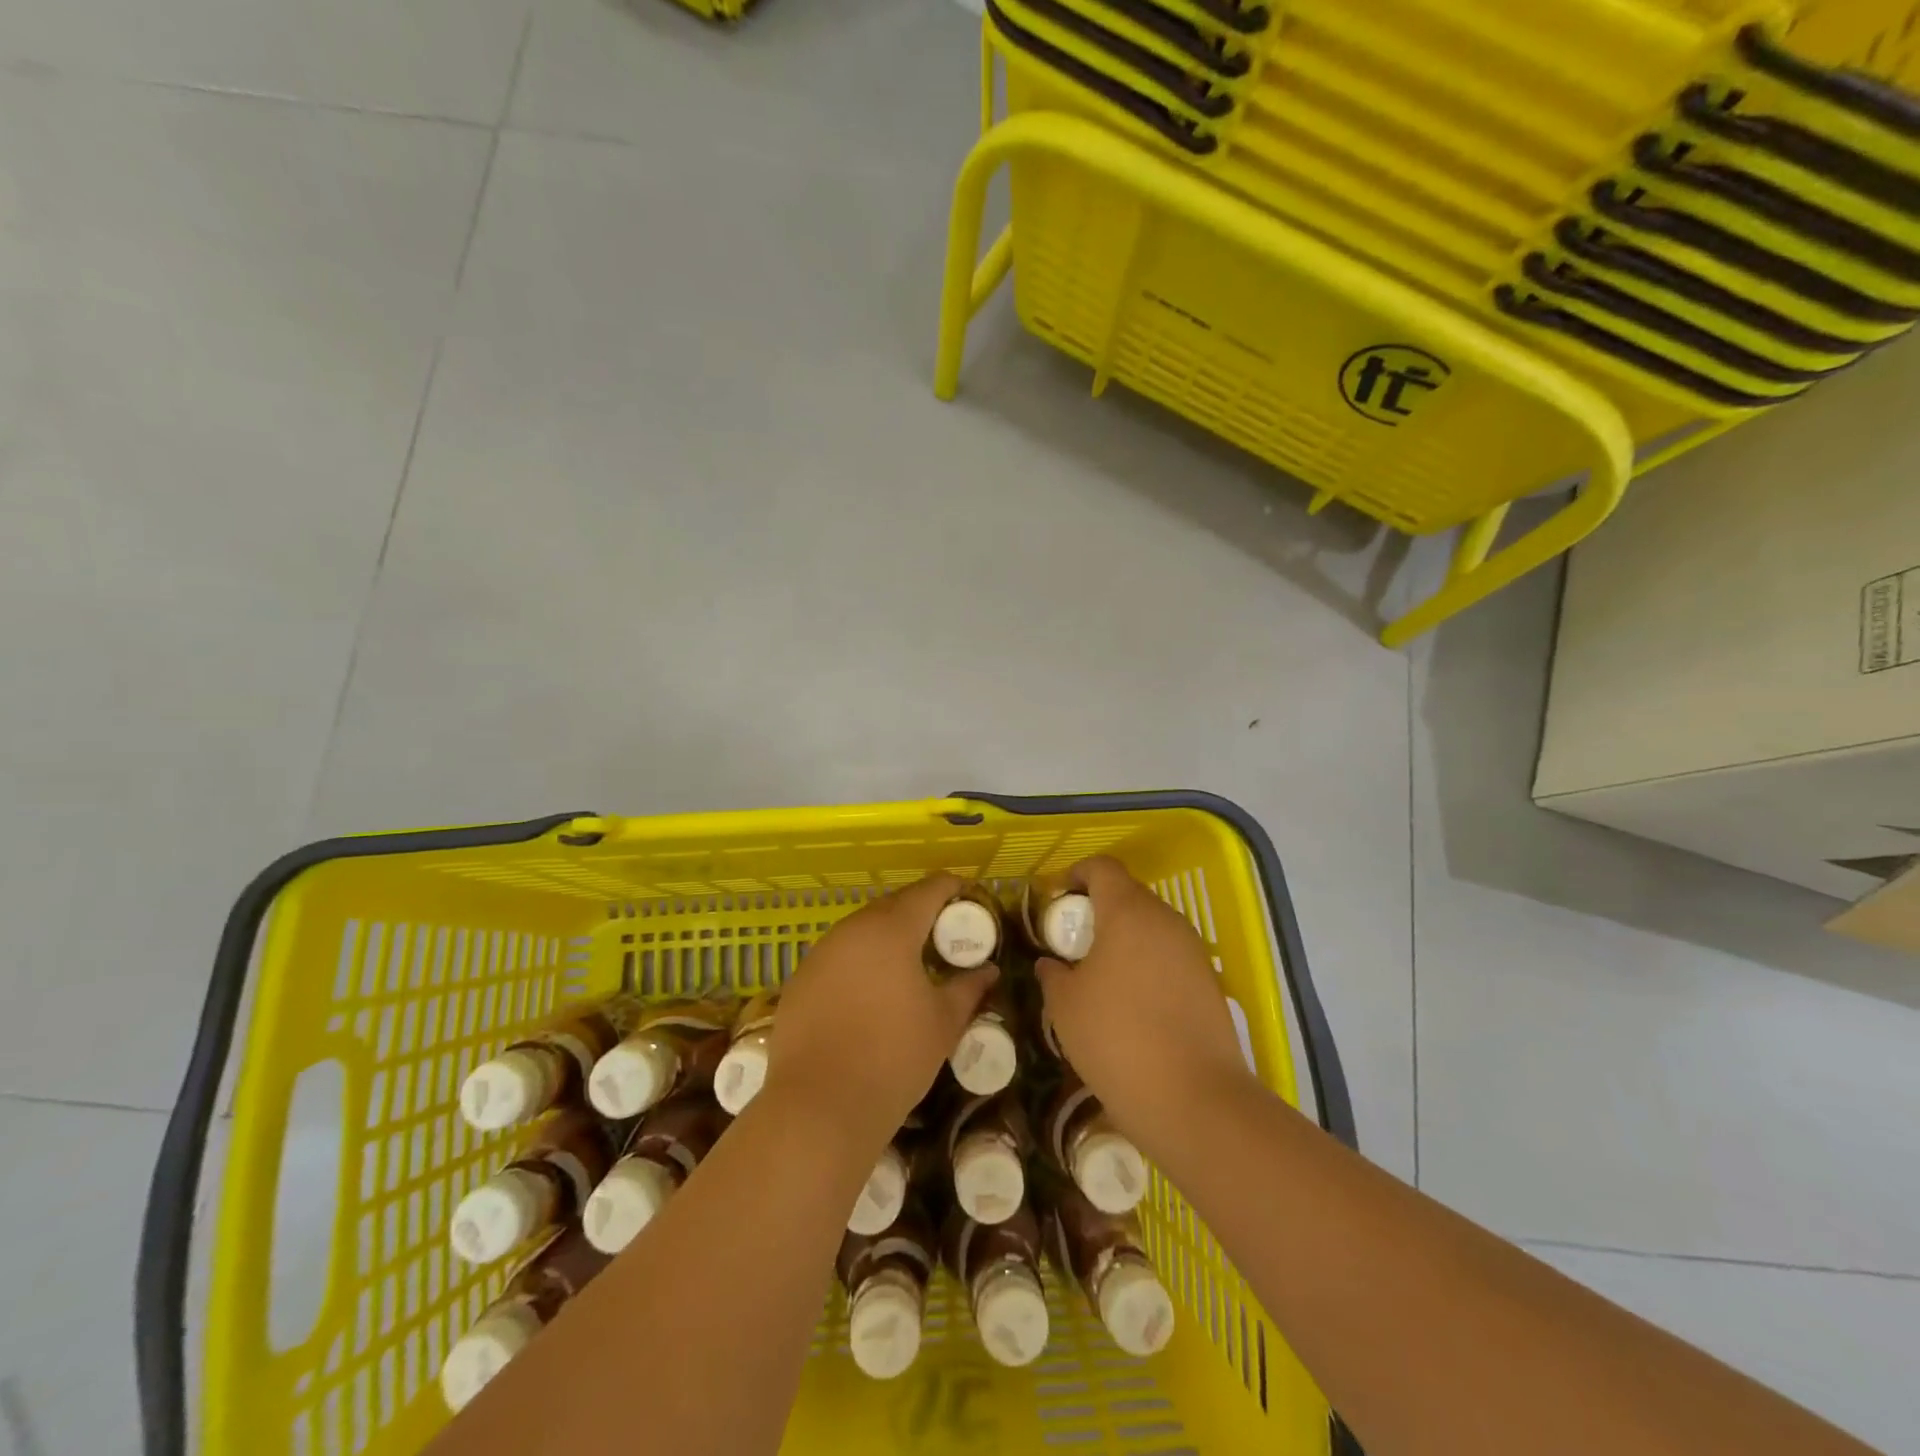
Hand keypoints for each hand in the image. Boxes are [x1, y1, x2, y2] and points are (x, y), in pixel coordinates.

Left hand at [762, 873, 997, 1149]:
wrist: (819, 1106)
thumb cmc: (894, 1057)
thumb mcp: (944, 1023)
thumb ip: (968, 988)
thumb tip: (988, 971)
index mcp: (892, 929)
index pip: (930, 889)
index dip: (954, 889)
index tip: (971, 901)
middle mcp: (853, 928)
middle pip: (894, 905)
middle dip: (921, 912)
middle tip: (944, 936)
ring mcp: (820, 952)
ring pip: (862, 929)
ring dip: (888, 936)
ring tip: (909, 963)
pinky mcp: (799, 979)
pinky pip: (838, 955)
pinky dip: (860, 960)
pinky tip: (870, 991)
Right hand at [1037, 856, 1255, 1153]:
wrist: (1195, 1100)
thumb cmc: (1117, 1039)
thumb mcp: (1066, 1006)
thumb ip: (1053, 974)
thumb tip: (1051, 964)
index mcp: (1128, 912)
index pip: (1102, 867)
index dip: (1075, 874)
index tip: (1055, 902)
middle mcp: (1165, 920)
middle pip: (1128, 894)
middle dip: (1098, 909)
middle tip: (1072, 942)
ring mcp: (1193, 950)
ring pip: (1151, 926)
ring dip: (1124, 937)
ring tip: (1099, 974)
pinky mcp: (1209, 981)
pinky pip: (1169, 955)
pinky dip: (1146, 963)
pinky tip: (1131, 1001)